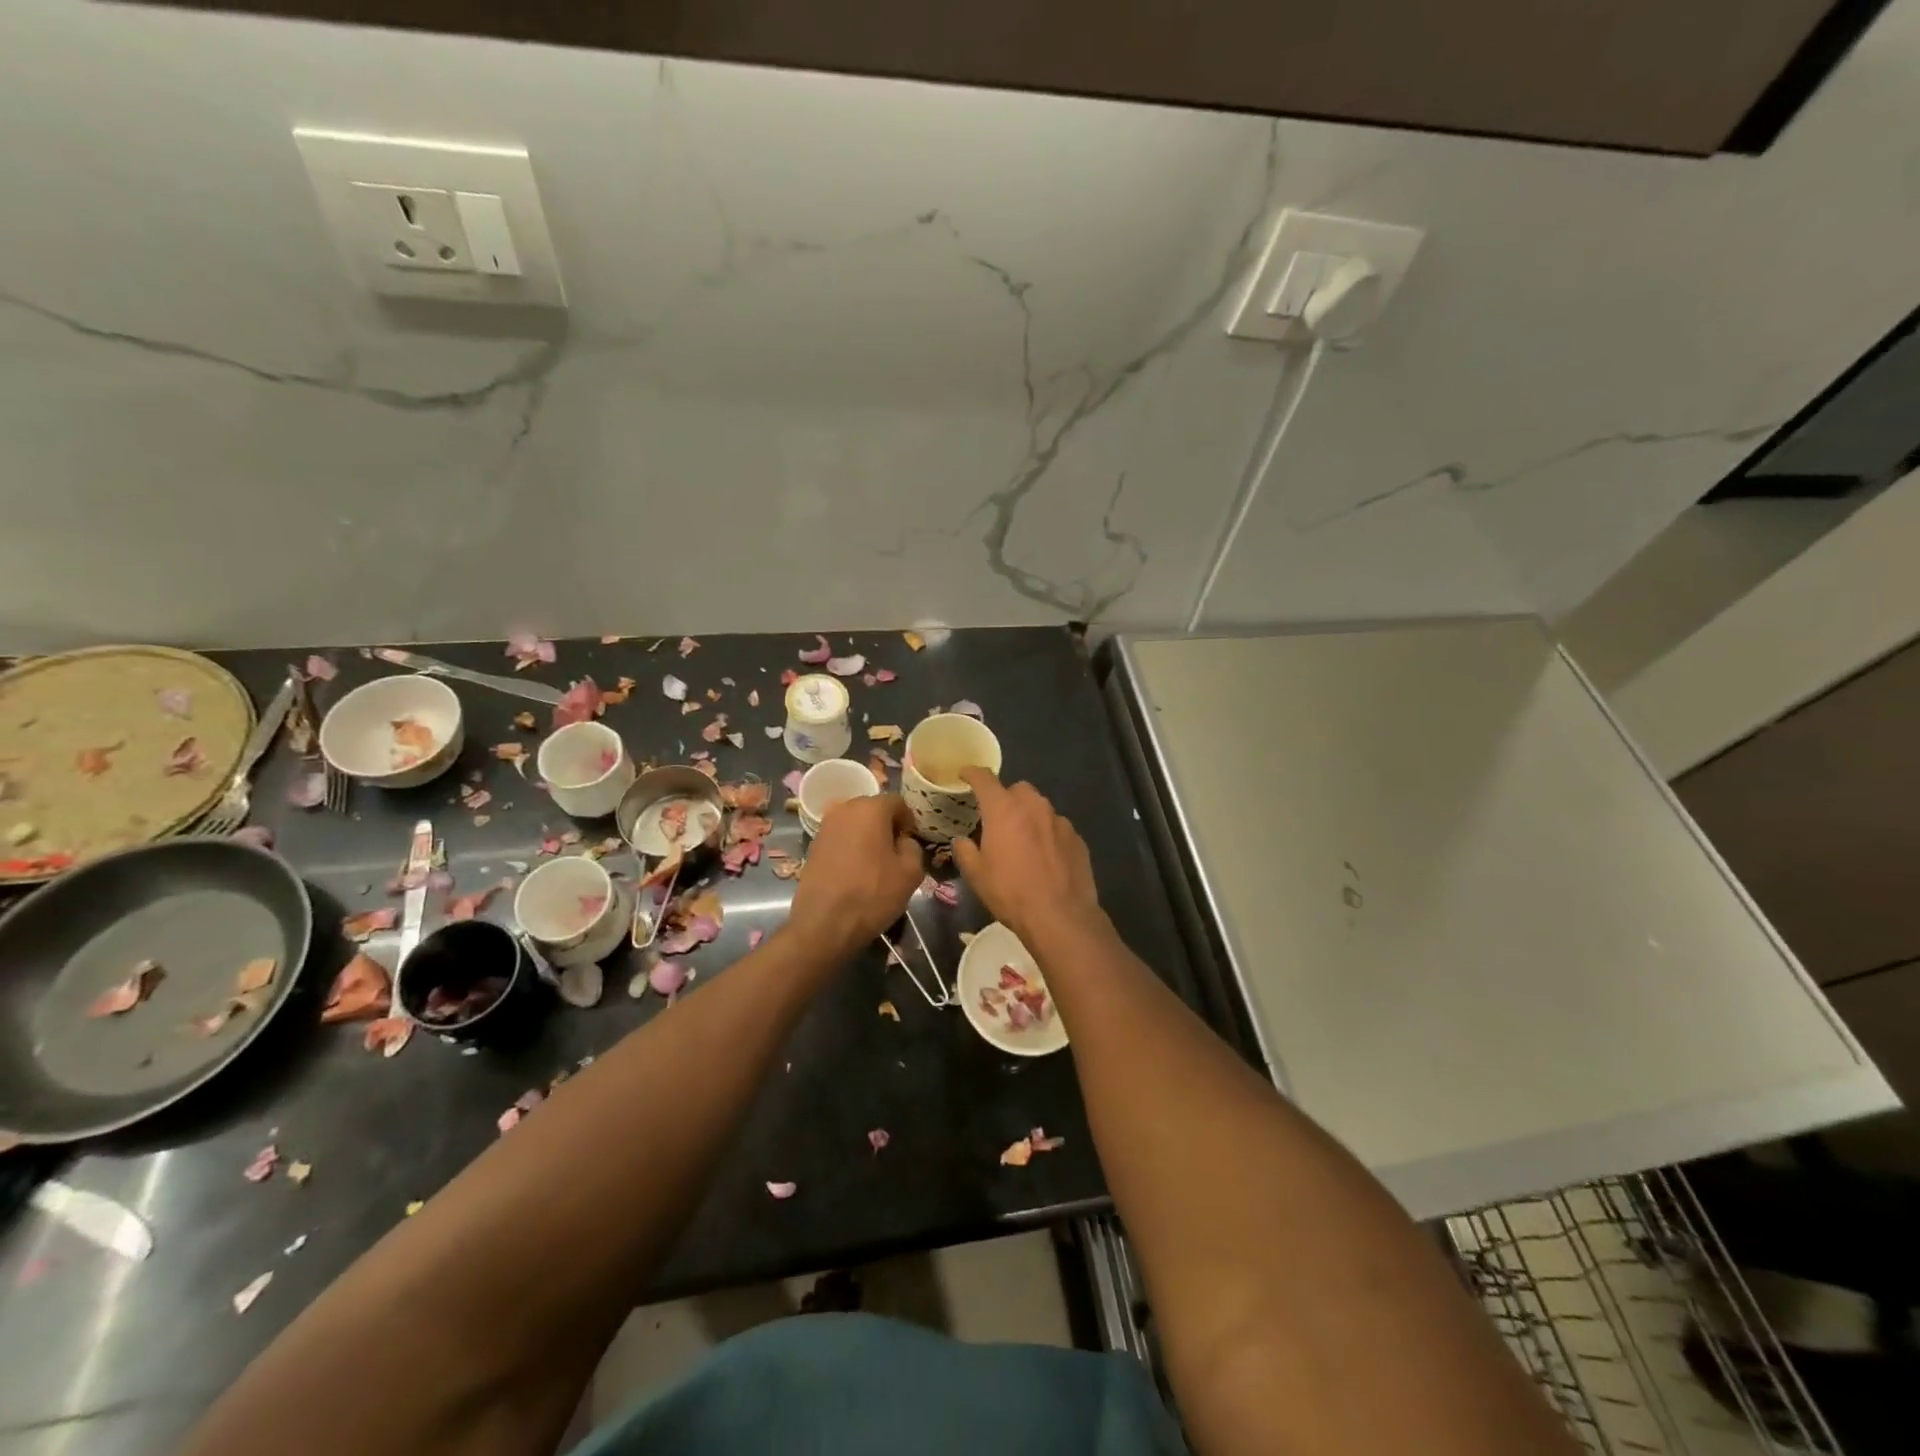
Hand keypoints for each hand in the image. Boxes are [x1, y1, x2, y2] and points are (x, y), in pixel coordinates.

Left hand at [786, 794, 924, 960]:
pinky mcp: (812, 846)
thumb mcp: (910, 873)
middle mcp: (844, 809)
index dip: (909, 820)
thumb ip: (913, 848)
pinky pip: (840, 838)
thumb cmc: (872, 894)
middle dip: (887, 826)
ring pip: (855, 823)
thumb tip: (903, 842)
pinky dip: (850, 847)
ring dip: (867, 836)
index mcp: (870, 808)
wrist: (824, 924)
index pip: (897, 802)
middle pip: (873, 809)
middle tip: (895, 852)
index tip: (911, 842)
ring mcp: (824, 827)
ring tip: (875, 863)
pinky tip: (855, 871)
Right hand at [952, 770, 1104, 948]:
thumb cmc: (1011, 893)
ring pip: (1040, 808)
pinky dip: (1048, 835)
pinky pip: (1057, 828)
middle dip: (1006, 799)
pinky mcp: (1077, 838)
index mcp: (1004, 810)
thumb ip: (965, 851)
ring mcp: (1060, 821)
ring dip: (1029, 817)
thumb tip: (962, 841)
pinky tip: (1046, 858)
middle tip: (998, 820)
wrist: (1060, 916)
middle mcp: (1034, 807)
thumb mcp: (977, 875)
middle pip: (1017, 789)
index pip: (985, 779)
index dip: (972, 773)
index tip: (965, 774)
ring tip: (1023, 842)